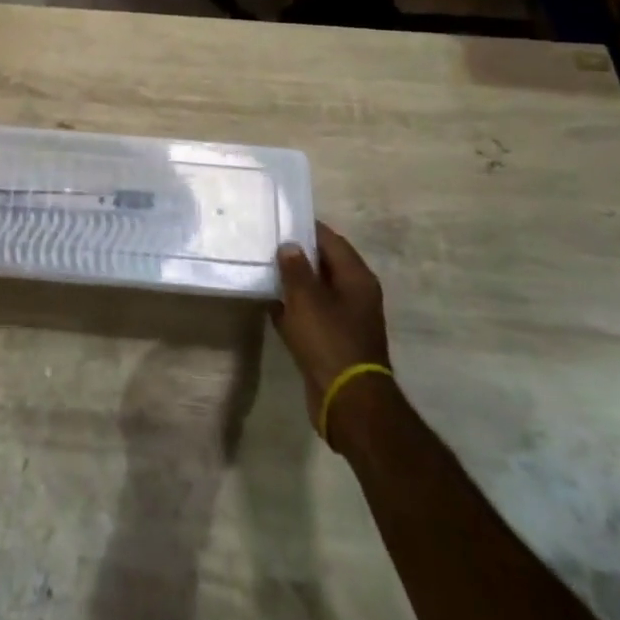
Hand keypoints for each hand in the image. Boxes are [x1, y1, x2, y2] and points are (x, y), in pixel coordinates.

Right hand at [269, 222, 391, 437]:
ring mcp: (345, 320)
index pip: (332, 241)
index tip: (281, 218)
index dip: (307, 228)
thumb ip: (296, 269)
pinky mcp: (332, 342)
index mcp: (357, 279)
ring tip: (263, 268)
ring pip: (315, 291)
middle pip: (324, 265)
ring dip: (293, 283)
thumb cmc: (329, 341)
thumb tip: (289, 245)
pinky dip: (293, 308)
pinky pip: (310, 316)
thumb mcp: (307, 299)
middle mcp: (355, 295)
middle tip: (266, 242)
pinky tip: (269, 303)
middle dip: (297, 255)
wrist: (347, 401)